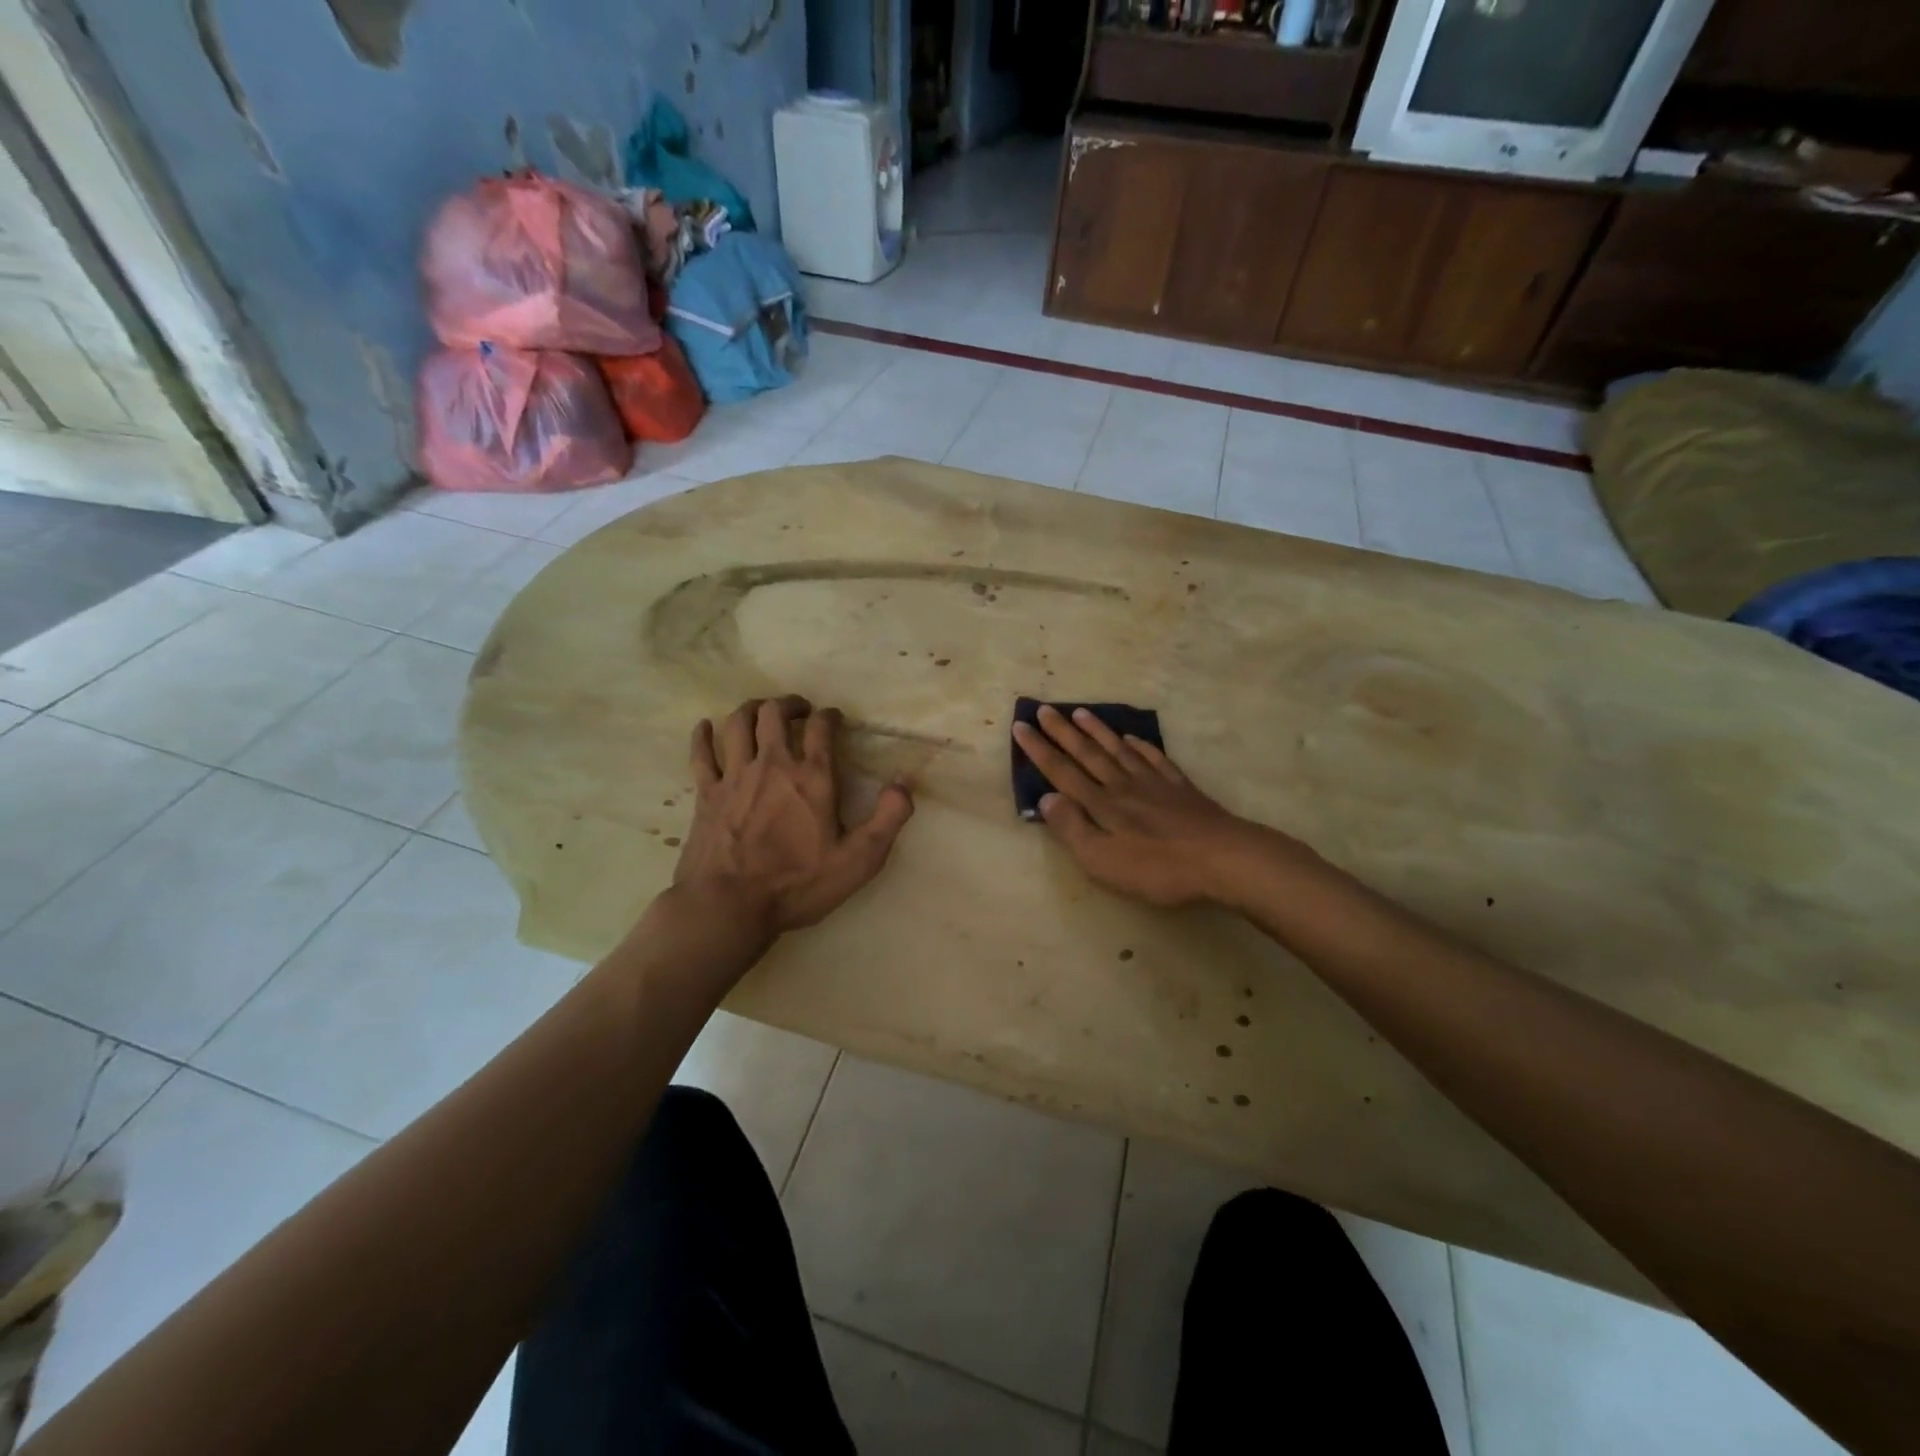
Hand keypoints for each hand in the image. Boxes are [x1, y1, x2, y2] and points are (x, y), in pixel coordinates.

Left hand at [675, 697, 913, 935]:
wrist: (728, 907)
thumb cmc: (797, 885)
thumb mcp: (859, 859)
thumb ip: (888, 817)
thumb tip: (906, 780)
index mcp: (812, 778)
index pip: (821, 728)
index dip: (829, 716)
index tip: (833, 718)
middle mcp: (772, 765)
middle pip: (774, 713)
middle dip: (789, 704)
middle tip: (798, 709)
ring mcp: (734, 776)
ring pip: (738, 723)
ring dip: (751, 709)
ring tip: (760, 711)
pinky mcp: (705, 794)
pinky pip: (701, 753)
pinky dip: (703, 735)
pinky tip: (705, 727)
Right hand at [1012, 705, 1281, 907]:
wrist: (1221, 858)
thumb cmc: (1157, 867)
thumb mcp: (1103, 860)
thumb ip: (1073, 828)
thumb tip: (1047, 797)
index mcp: (1101, 804)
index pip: (1063, 772)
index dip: (1040, 750)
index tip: (1021, 726)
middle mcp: (1123, 786)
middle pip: (1088, 754)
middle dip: (1062, 732)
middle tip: (1044, 709)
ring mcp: (1154, 784)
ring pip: (1119, 750)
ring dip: (1098, 731)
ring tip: (1080, 712)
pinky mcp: (1181, 789)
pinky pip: (1155, 759)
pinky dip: (1141, 746)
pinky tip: (1133, 738)